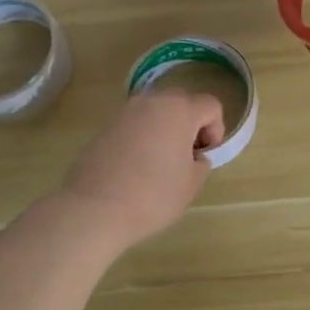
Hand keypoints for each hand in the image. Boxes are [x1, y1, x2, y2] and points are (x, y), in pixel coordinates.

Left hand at [58, 89, 223, 248]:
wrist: (94, 208)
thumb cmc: (152, 196)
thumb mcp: (191, 184)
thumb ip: (201, 163)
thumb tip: (194, 156)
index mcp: (179, 109)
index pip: (211, 106)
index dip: (215, 130)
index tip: (204, 156)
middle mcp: (151, 101)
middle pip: (182, 102)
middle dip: (190, 125)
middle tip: (186, 157)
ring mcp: (125, 111)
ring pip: (156, 111)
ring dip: (165, 129)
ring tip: (160, 162)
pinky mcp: (105, 125)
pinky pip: (135, 123)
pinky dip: (143, 136)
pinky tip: (136, 166)